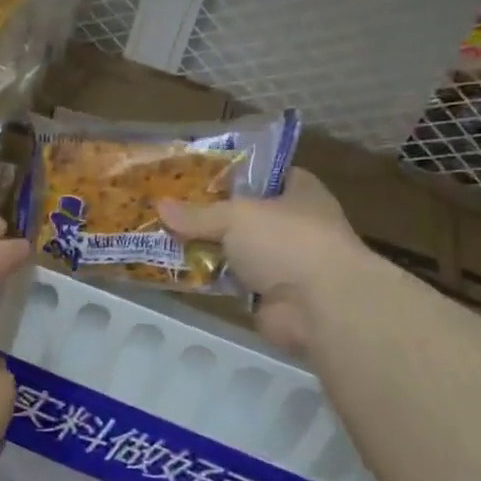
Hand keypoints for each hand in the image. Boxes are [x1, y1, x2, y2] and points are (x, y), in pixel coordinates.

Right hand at [160, 170, 359, 354]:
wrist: (320, 306)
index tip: (193, 175)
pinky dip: (210, 278)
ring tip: (162, 237)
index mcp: (299, 191)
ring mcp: (283, 262)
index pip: (263, 175)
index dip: (230, 174)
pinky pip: (231, 281)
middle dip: (209, 213)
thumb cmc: (286, 241)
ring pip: (236, 249)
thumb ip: (198, 214)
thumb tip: (160, 206)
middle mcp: (294, 223)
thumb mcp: (235, 217)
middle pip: (244, 213)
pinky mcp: (270, 295)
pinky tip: (176, 271)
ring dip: (207, 248)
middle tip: (168, 207)